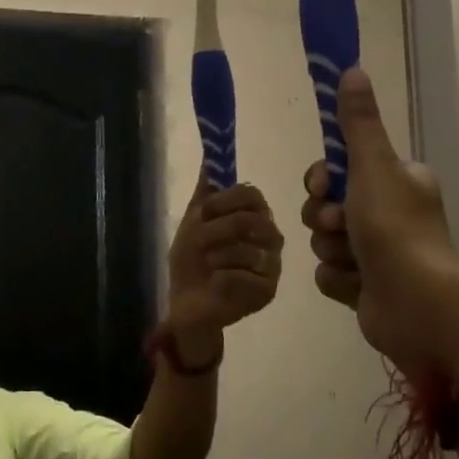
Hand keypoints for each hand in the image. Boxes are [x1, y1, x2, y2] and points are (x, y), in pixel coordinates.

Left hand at [165, 173, 283, 352]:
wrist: (187, 303)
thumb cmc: (193, 262)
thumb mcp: (193, 223)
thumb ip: (205, 192)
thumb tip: (209, 155)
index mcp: (255, 218)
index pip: (252, 195)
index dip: (225, 200)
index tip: (203, 212)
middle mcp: (270, 240)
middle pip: (251, 220)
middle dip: (215, 231)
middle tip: (199, 243)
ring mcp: (272, 267)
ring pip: (246, 250)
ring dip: (214, 257)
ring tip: (207, 266)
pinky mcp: (267, 292)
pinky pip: (242, 276)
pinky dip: (220, 278)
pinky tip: (214, 284)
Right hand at [301, 69, 458, 379]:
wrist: (416, 307)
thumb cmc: (397, 231)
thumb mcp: (374, 167)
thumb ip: (358, 123)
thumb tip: (352, 69)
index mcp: (397, 181)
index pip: (340, 168)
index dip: (322, 178)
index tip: (322, 186)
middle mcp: (388, 213)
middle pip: (325, 204)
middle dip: (326, 218)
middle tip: (342, 226)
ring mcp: (376, 251)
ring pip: (323, 240)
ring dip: (331, 249)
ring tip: (355, 261)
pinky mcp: (364, 285)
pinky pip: (328, 271)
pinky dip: (338, 278)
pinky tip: (357, 285)